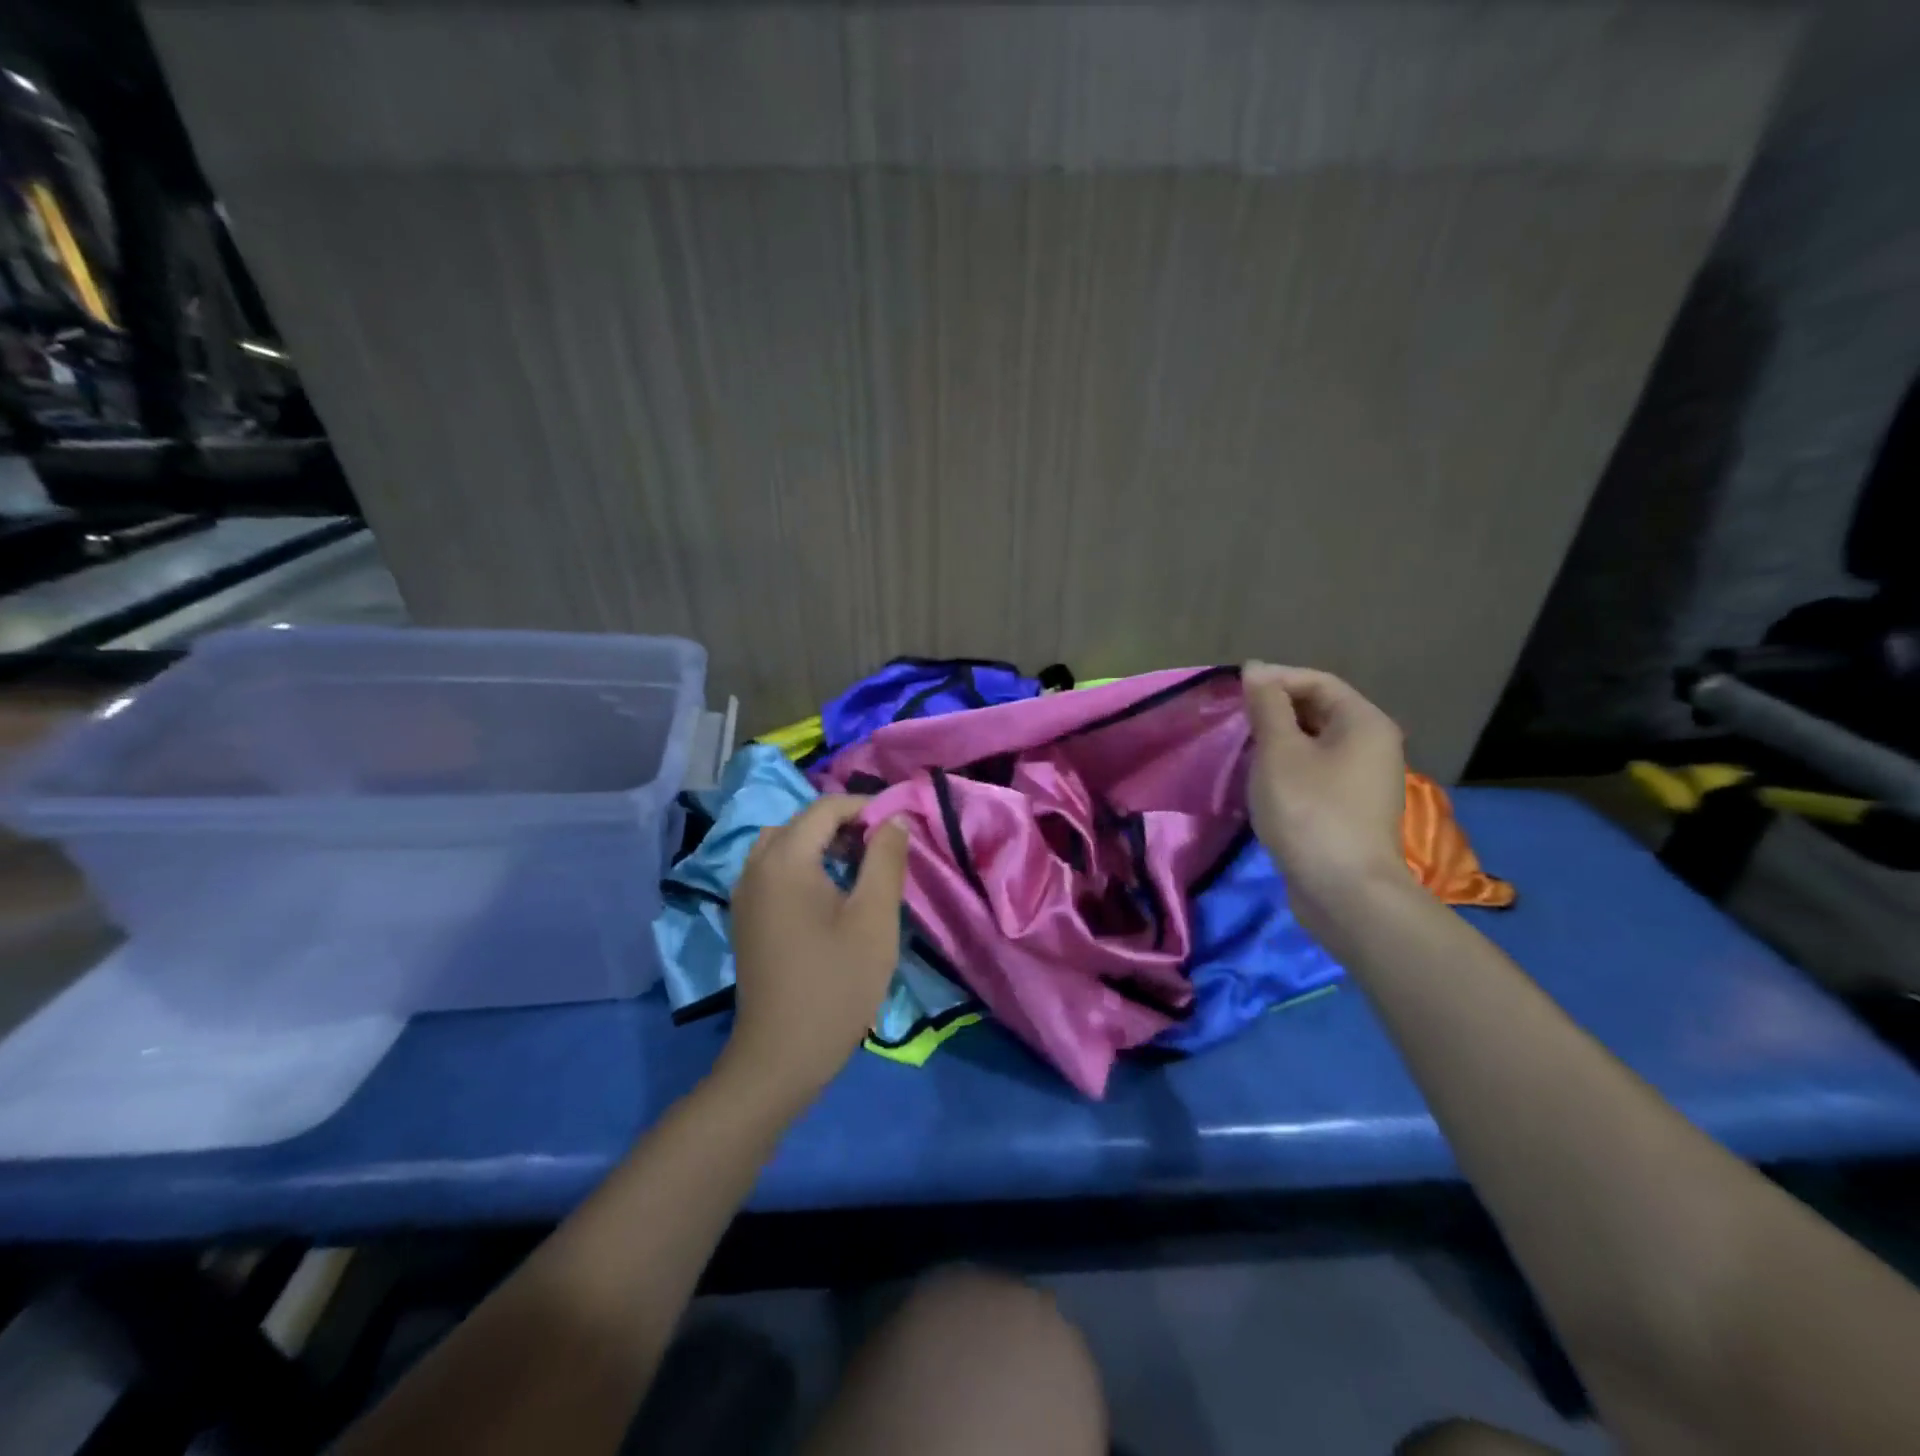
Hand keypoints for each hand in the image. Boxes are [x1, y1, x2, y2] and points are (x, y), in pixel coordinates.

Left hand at [720, 796, 910, 1109]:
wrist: (781, 1055)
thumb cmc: (836, 983)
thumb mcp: (874, 918)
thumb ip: (886, 859)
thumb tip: (895, 819)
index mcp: (785, 859)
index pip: (826, 808)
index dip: (866, 808)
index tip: (900, 826)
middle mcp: (755, 867)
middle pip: (802, 823)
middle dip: (844, 825)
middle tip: (881, 849)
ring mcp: (744, 894)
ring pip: (784, 846)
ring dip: (822, 845)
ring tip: (859, 869)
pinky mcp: (745, 918)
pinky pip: (773, 871)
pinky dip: (802, 867)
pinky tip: (830, 896)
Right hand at [1242, 661, 1410, 931]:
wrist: (1343, 891)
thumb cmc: (1309, 811)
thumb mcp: (1279, 751)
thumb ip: (1266, 706)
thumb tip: (1256, 669)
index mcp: (1364, 722)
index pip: (1318, 681)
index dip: (1275, 679)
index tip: (1234, 690)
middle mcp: (1373, 745)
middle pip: (1320, 710)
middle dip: (1275, 710)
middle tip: (1234, 720)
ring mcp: (1365, 780)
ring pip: (1316, 744)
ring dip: (1278, 741)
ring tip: (1242, 749)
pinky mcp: (1351, 809)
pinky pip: (1317, 772)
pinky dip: (1289, 768)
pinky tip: (1262, 782)